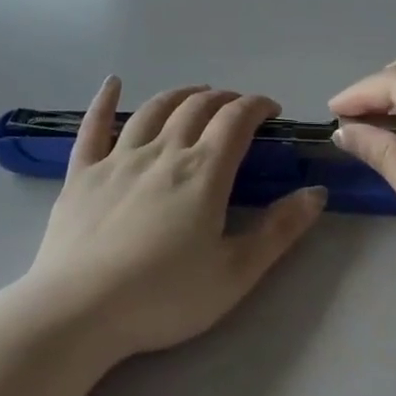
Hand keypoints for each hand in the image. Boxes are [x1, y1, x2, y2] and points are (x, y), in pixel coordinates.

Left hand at [23, 78, 326, 358]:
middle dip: (224, 99)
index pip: (237, 119)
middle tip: (238, 108)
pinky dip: (104, 100)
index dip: (258, 106)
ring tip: (196, 94)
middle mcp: (163, 151)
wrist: (78, 312)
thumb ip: (279, 231)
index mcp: (203, 171)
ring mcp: (118, 158)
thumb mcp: (235, 274)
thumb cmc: (163, 297)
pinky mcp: (82, 173)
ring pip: (154, 109)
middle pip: (198, 107)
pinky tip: (112, 83)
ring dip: (180, 94)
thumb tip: (317, 192)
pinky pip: (93, 126)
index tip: (271, 110)